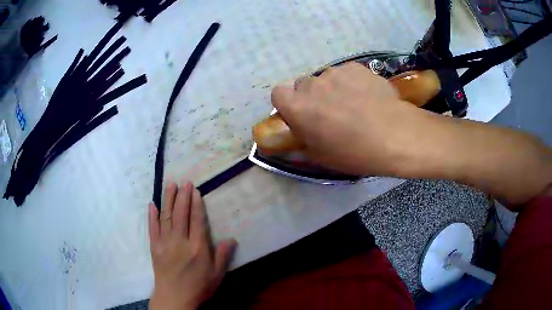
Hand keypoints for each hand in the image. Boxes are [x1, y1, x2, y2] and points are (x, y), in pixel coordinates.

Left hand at [148, 181, 237, 309]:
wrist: (174, 298)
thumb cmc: (198, 287)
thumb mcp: (216, 275)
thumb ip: (222, 256)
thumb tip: (232, 239)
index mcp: (197, 248)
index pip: (196, 221)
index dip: (196, 204)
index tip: (195, 191)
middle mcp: (180, 241)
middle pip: (181, 214)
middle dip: (183, 196)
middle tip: (184, 182)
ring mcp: (165, 243)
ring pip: (166, 217)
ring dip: (168, 200)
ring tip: (170, 185)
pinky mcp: (154, 247)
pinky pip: (152, 228)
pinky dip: (152, 216)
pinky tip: (152, 204)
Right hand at [272, 62, 431, 175]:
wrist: (394, 135)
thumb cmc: (354, 152)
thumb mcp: (321, 156)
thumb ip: (302, 139)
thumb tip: (298, 130)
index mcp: (298, 107)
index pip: (278, 94)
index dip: (288, 104)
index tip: (301, 115)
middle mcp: (312, 84)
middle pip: (303, 85)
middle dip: (312, 97)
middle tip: (330, 113)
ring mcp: (335, 72)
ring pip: (326, 78)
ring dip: (333, 89)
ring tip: (354, 105)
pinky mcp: (356, 67)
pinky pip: (346, 73)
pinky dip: (351, 82)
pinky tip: (366, 96)